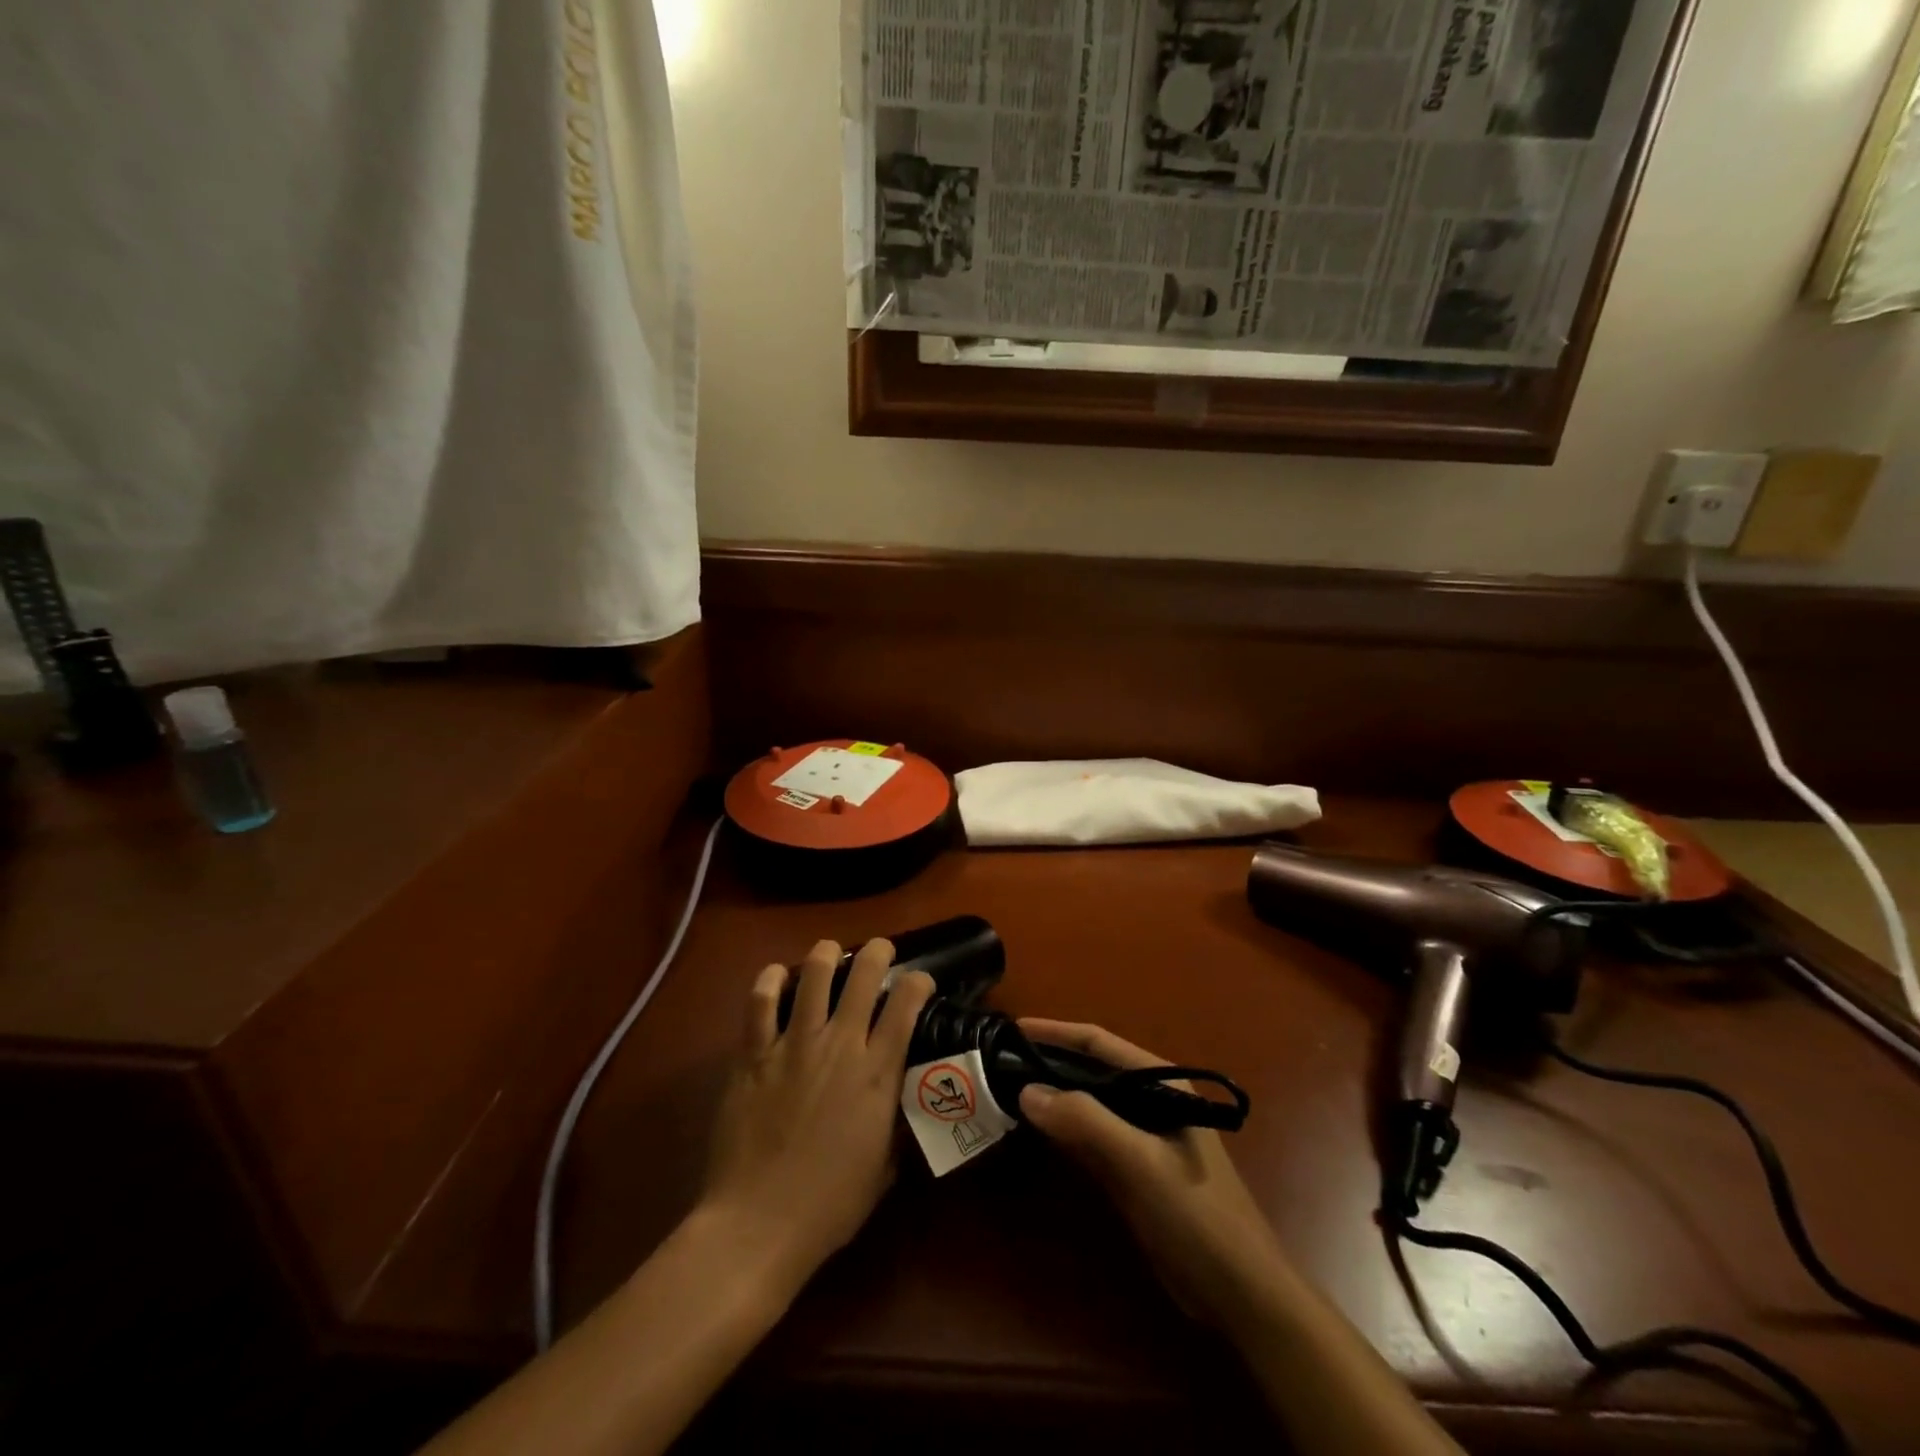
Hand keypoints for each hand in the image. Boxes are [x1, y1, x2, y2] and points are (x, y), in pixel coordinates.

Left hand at [696, 940, 935, 1298]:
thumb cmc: (830, 1204)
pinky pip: (758, 1002)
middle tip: (878, 951)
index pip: (907, 1003)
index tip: (919, 980)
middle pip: (863, 974)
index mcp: (876, 1072)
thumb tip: (901, 1099)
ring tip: (829, 953)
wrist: (758, 1224)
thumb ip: (895, 1121)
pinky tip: (777, 976)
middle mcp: (840, 1045)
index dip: (918, 980)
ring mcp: (793, 1045)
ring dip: (825, 954)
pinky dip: (769, 981)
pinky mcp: (754, 1054)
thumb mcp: (883, 1165)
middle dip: (876, 952)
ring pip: (813, 974)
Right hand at [1017, 1019, 1294, 1333]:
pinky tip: (1036, 1129)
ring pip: (1088, 1102)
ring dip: (1053, 1093)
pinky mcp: (1134, 1168)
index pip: (1099, 1043)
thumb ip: (1087, 1122)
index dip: (1056, 1032)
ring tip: (1007, 1085)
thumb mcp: (1141, 1163)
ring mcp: (1143, 1135)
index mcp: (1161, 1082)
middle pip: (1091, 1069)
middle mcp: (1151, 1099)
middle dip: (1049, 1060)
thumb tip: (1027, 1091)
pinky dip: (1063, 1128)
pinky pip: (1090, 1135)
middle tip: (1000, 1059)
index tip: (1013, 1028)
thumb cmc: (1196, 1216)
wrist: (1241, 1295)